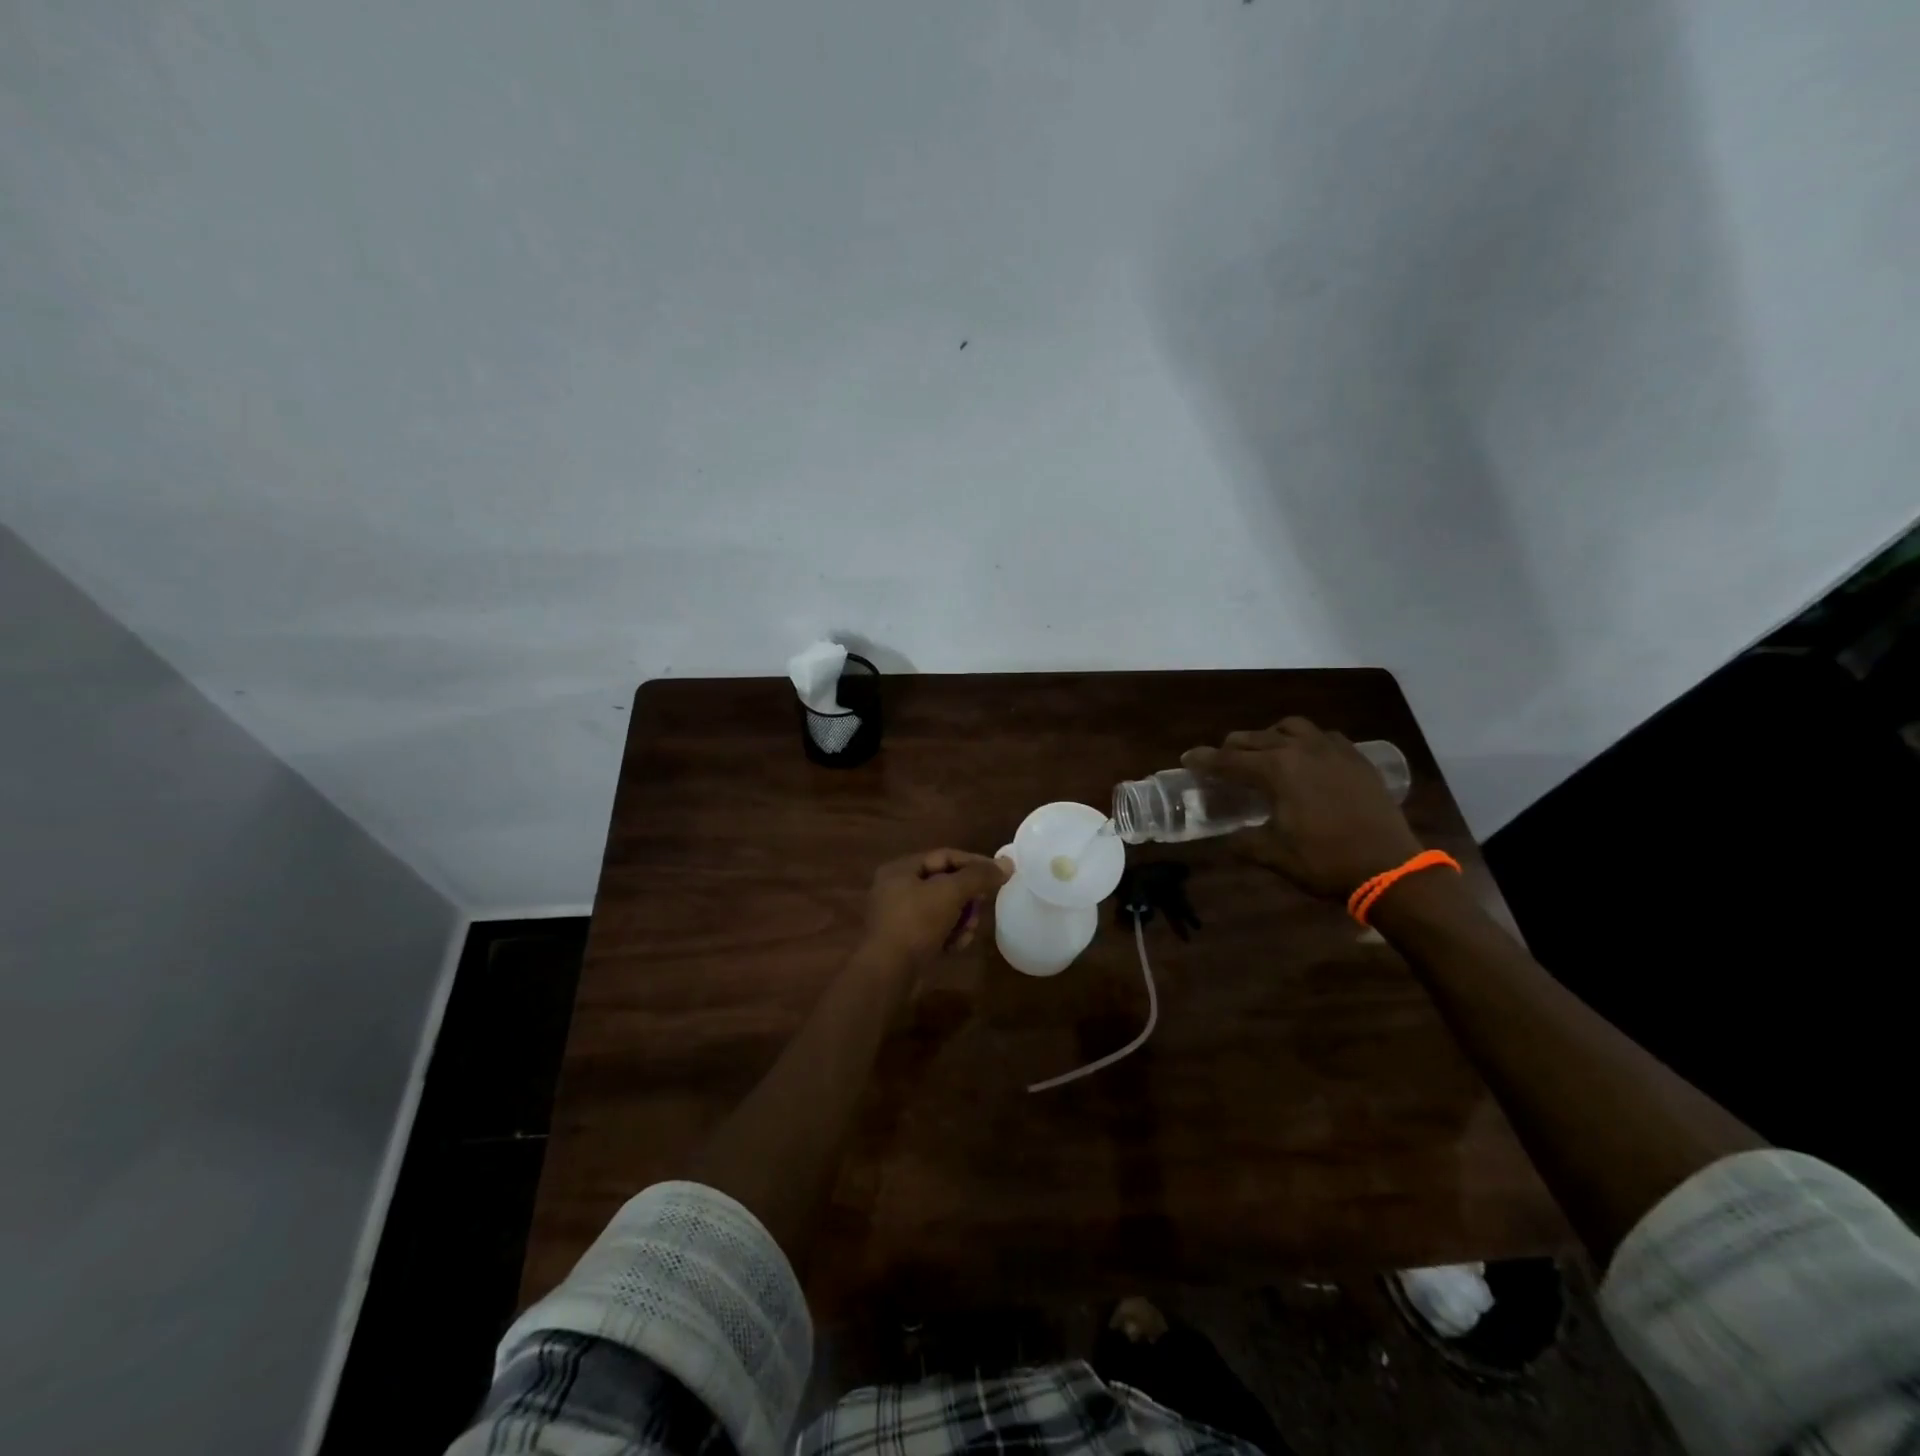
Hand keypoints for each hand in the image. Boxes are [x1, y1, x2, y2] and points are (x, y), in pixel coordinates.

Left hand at [862, 849, 1011, 963]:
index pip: (944, 856)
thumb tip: (1007, 863)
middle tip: (983, 904)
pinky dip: (950, 935)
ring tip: (968, 930)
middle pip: (945, 883)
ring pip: (944, 908)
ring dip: (962, 918)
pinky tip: (956, 946)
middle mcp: (897, 889)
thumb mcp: (950, 893)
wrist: (888, 973)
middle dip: (968, 896)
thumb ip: (979, 876)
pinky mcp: (907, 942)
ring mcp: (901, 917)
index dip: (974, 862)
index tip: (999, 874)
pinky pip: (936, 930)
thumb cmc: (916, 923)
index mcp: (901, 869)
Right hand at [1181, 717, 1421, 897]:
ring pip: (1292, 728)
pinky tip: (1307, 758)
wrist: (1390, 868)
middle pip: (1256, 738)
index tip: (1187, 758)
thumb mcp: (1274, 855)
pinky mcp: (1357, 759)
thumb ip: (1245, 841)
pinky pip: (1325, 737)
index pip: (1229, 760)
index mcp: (1277, 770)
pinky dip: (1307, 742)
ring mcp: (1333, 751)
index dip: (1204, 760)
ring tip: (1265, 752)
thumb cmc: (1325, 862)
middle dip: (1234, 747)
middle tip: (1222, 761)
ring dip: (1271, 736)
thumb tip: (1228, 837)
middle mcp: (1302, 750)